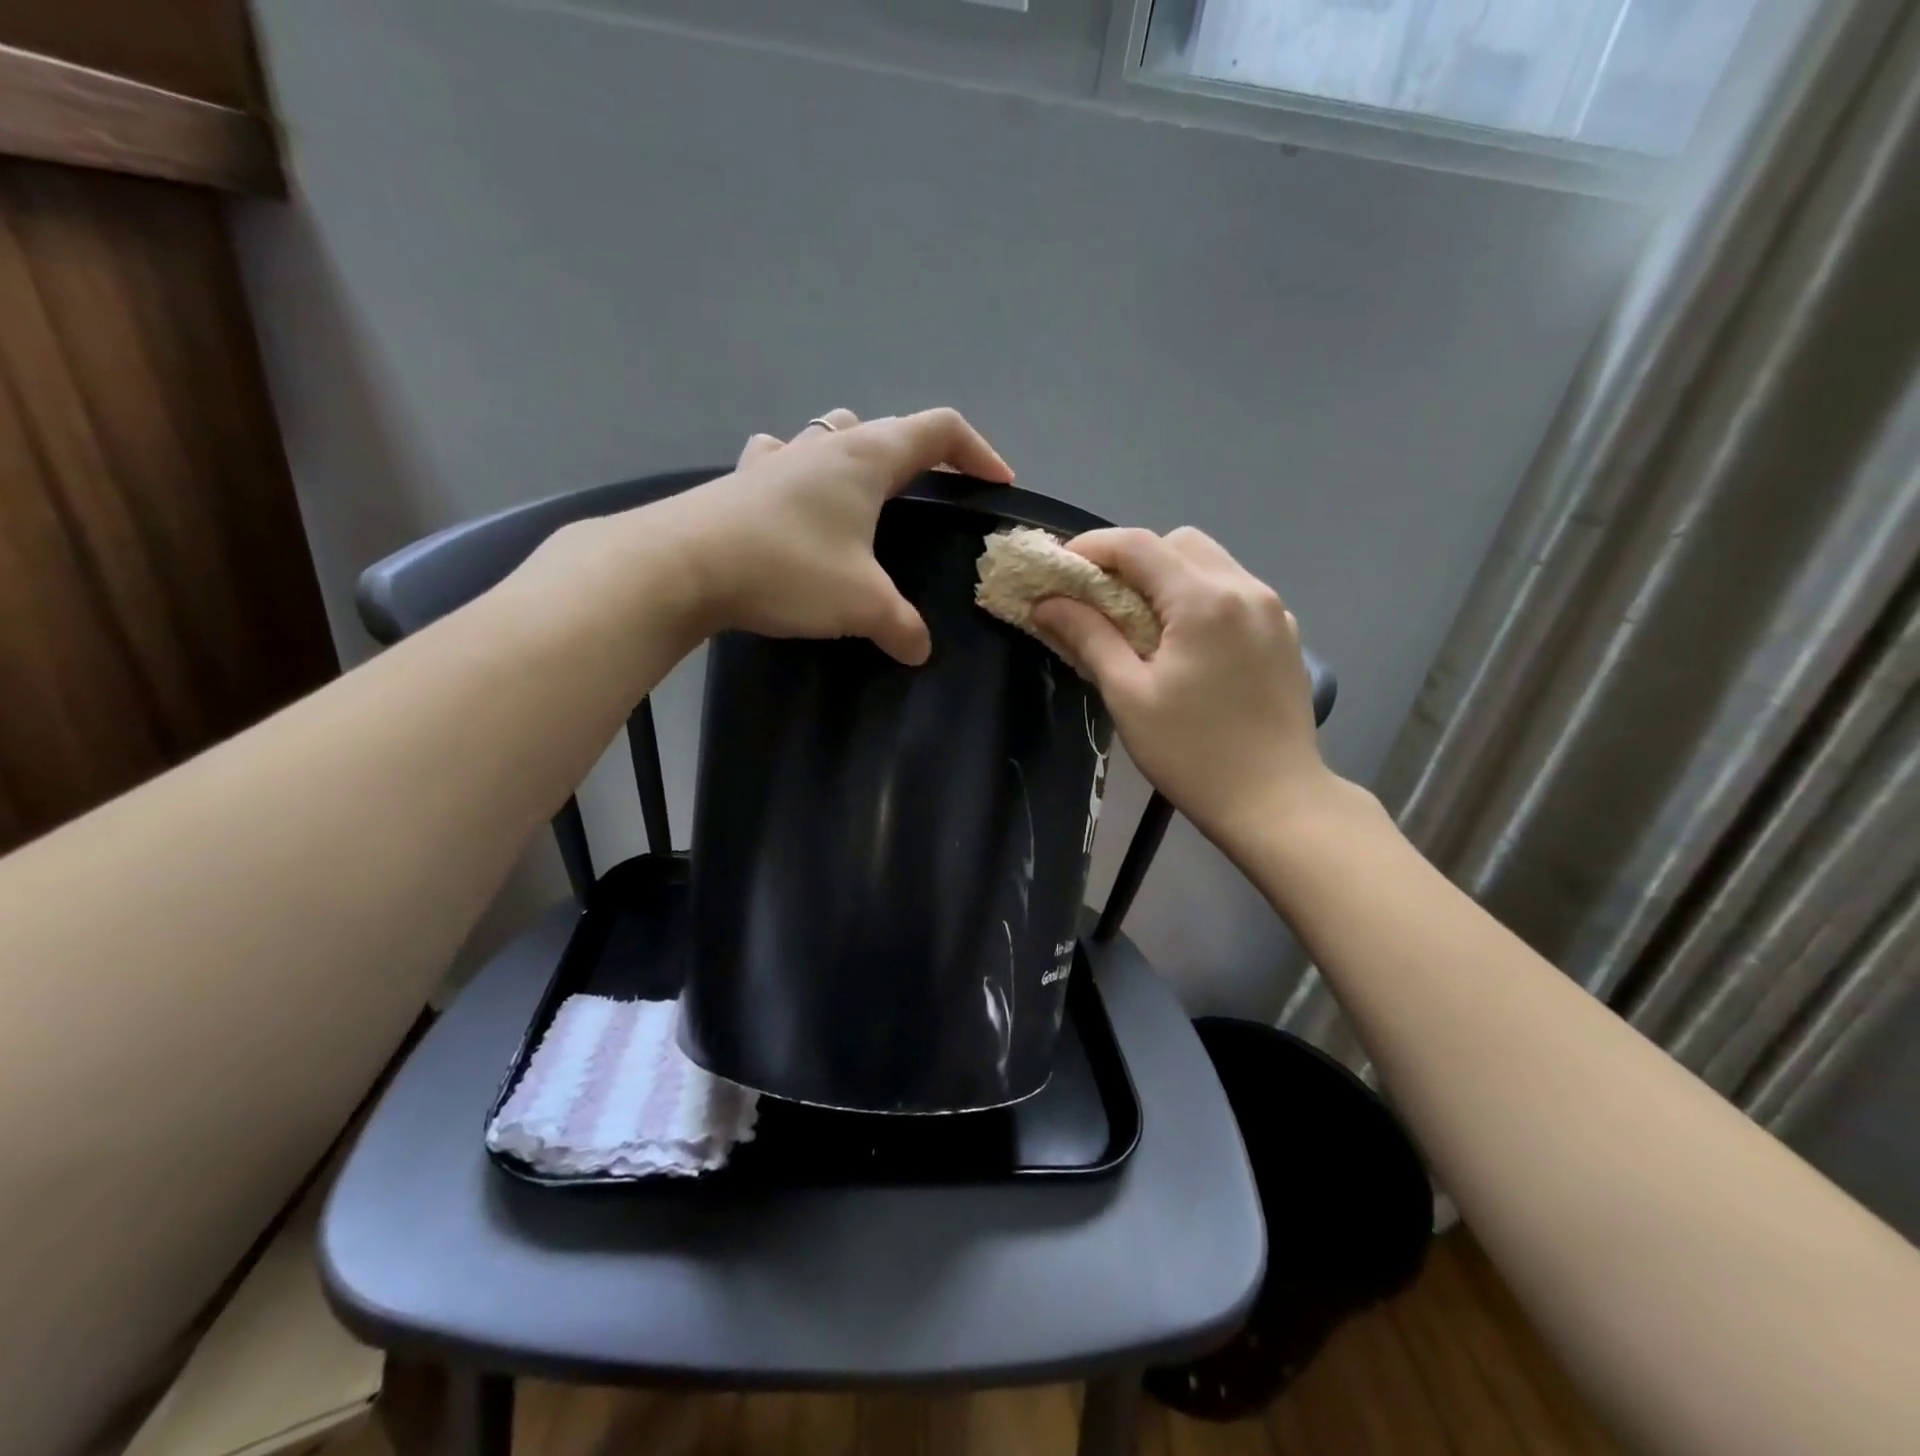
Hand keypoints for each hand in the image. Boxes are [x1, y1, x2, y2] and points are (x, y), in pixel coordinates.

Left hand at [665, 407, 1012, 663]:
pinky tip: (796, 501)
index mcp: (865, 458)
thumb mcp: (860, 604)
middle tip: (934, 495)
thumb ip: (901, 625)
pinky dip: (802, 473)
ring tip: (867, 493)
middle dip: (922, 456)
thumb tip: (920, 649)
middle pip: (888, 428)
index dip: (978, 451)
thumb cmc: (787, 568)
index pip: (939, 430)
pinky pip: (783, 460)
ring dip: (859, 454)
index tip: (998, 483)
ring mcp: (777, 458)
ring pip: (832, 435)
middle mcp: (824, 445)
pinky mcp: (741, 482)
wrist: (680, 566)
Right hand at [1030, 527, 1340, 851]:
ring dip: (1168, 576)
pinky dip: (1200, 597)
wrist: (1275, 802)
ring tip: (1141, 621)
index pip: (1138, 545)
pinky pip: (1235, 592)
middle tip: (1101, 598)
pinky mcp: (1286, 633)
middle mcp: (1245, 589)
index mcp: (1204, 601)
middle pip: (1179, 543)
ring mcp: (1273, 610)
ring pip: (1211, 563)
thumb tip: (1047, 603)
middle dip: (1133, 558)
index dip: (1091, 547)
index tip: (1059, 569)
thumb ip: (1088, 637)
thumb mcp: (1128, 696)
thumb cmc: (1191, 753)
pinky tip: (1185, 642)